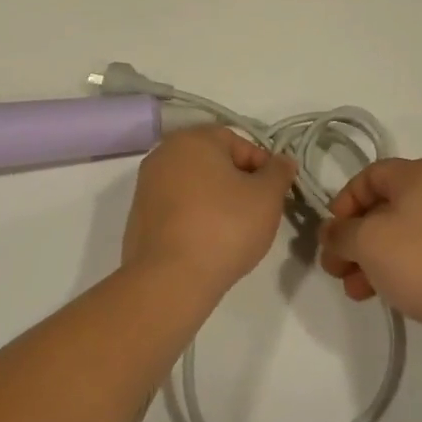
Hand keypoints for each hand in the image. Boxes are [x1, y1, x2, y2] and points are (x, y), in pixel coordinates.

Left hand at [122, 126, 296, 299]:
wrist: (169, 281)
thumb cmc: (224, 227)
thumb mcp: (267, 196)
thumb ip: (279, 172)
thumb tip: (283, 161)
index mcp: (193, 139)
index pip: (238, 143)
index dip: (262, 166)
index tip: (273, 194)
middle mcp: (164, 154)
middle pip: (214, 162)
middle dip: (239, 183)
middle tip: (257, 212)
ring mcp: (147, 187)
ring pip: (195, 186)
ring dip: (217, 201)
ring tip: (234, 232)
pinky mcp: (139, 218)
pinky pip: (178, 209)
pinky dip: (195, 219)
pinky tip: (208, 244)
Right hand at [317, 157, 421, 351]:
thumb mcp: (370, 243)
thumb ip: (342, 233)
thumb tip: (330, 231)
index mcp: (419, 173)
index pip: (368, 176)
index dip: (343, 203)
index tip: (331, 235)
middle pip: (385, 206)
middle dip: (356, 238)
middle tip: (337, 269)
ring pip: (404, 232)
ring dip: (374, 258)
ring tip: (356, 290)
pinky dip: (402, 266)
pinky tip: (388, 294)